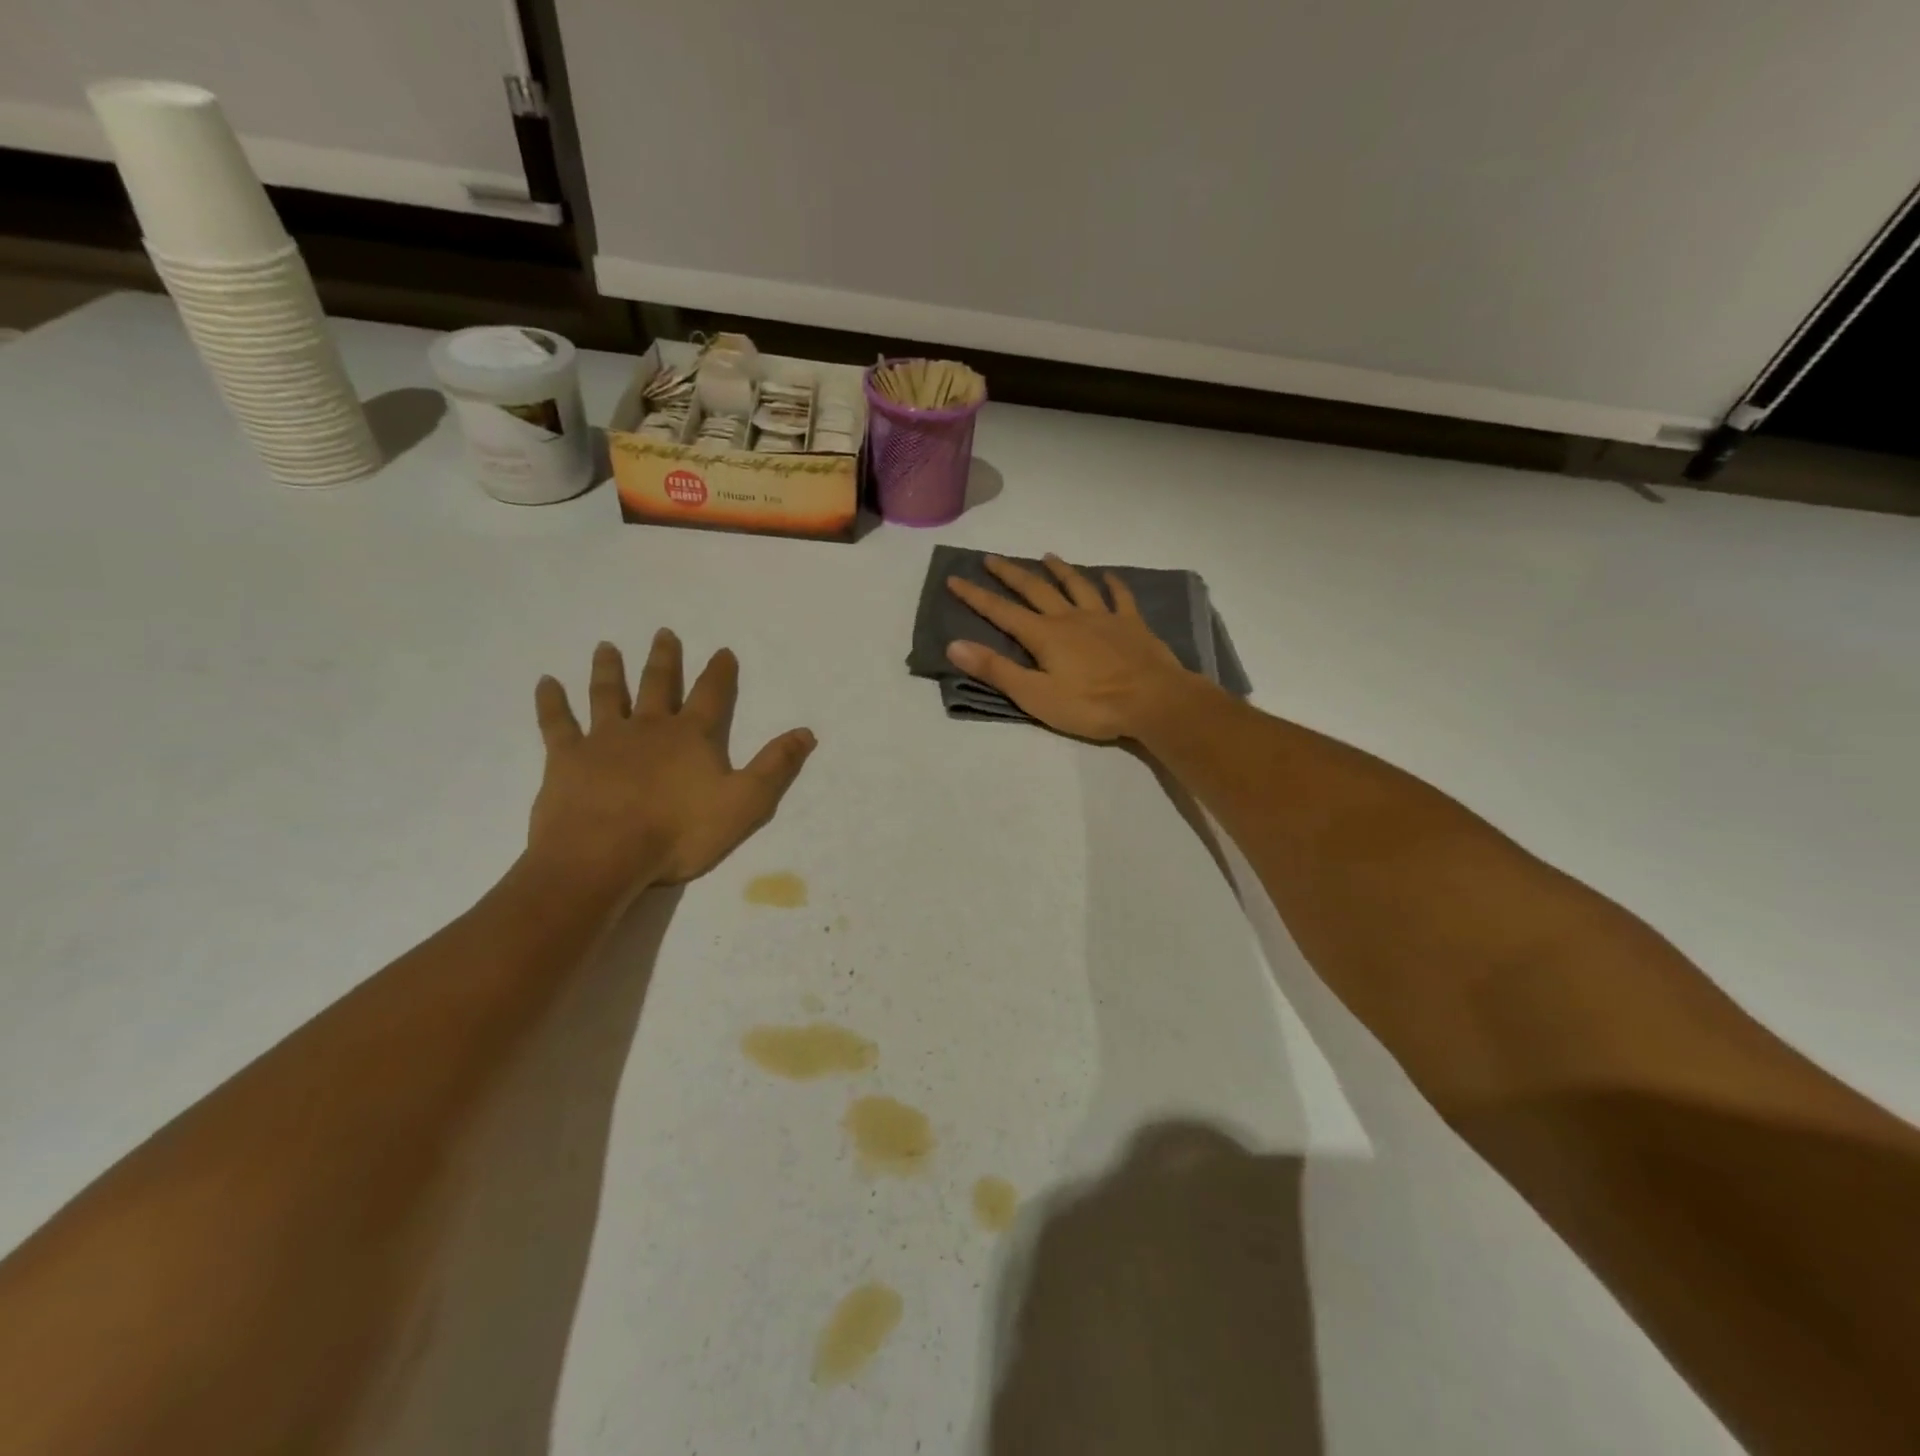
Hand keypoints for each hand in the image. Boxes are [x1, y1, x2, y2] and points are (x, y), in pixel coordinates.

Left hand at [528, 631, 815, 893]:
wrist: (603, 856)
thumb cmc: (679, 832)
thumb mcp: (745, 803)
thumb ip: (775, 766)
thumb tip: (806, 732)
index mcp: (691, 736)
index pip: (712, 695)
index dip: (719, 672)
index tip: (723, 650)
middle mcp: (649, 727)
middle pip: (657, 684)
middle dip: (664, 659)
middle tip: (664, 633)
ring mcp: (604, 739)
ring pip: (607, 694)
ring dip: (609, 669)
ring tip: (606, 646)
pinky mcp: (567, 758)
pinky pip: (557, 723)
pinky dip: (552, 702)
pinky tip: (546, 683)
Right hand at [944, 555, 1206, 740]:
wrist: (1153, 700)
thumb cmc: (1091, 705)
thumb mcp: (1035, 695)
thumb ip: (995, 670)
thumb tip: (954, 645)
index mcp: (1044, 635)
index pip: (1001, 611)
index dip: (975, 596)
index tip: (954, 578)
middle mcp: (1070, 617)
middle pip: (1035, 589)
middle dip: (1010, 574)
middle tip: (992, 558)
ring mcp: (1104, 617)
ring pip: (1077, 585)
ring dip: (1059, 570)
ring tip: (1047, 555)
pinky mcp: (1132, 625)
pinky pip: (1120, 597)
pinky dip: (1112, 584)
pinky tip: (1109, 576)